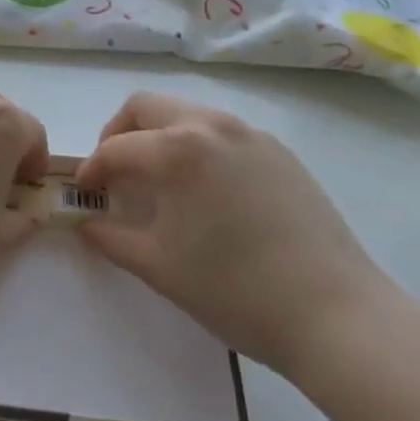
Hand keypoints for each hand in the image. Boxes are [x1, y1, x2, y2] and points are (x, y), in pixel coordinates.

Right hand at [75, 93, 391, 372]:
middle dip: (118, 134)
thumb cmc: (235, 290)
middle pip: (146, 106)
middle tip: (114, 173)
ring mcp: (251, 135)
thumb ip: (111, 237)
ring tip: (158, 182)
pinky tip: (206, 192)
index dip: (91, 170)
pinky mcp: (280, 152)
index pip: (115, 148)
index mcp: (178, 149)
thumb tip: (86, 223)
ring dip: (158, 136)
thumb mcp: (159, 267)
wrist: (335, 314)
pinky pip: (223, 133)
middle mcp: (212, 126)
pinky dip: (197, 147)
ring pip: (187, 114)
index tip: (83, 194)